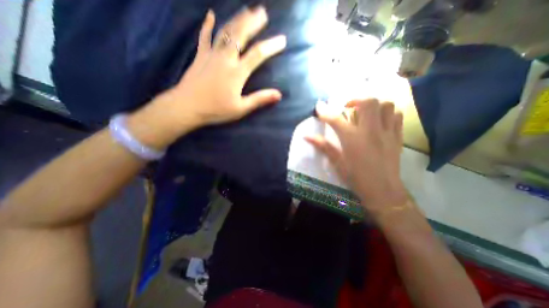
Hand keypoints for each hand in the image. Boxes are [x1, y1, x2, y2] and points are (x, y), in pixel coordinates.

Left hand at [126, 6, 284, 150]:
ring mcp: (211, 54)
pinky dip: (207, 24)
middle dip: (253, 22)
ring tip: (246, 10)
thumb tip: (278, 95)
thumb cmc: (216, 110)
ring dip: (237, 19)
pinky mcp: (200, 56)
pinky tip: (210, 14)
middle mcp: (225, 58)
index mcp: (237, 72)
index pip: (258, 54)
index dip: (271, 46)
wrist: (187, 107)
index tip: (282, 40)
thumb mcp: (240, 108)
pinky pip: (204, 36)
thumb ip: (259, 99)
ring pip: (225, 31)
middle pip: (241, 34)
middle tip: (263, 12)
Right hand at [308, 98, 408, 213]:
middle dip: (356, 100)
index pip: (336, 119)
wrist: (383, 191)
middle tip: (348, 108)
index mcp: (353, 139)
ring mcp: (387, 132)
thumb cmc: (356, 178)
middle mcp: (371, 131)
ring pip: (386, 105)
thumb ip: (323, 146)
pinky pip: (396, 115)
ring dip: (374, 105)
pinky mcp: (397, 136)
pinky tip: (379, 120)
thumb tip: (307, 137)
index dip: (325, 111)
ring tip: (365, 113)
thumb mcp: (337, 162)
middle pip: (368, 102)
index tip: (319, 106)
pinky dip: (387, 112)